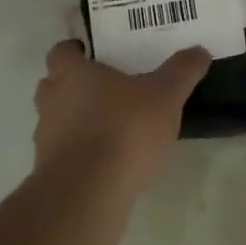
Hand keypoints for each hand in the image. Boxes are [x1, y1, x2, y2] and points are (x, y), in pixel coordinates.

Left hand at [32, 40, 209, 188]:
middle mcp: (52, 101)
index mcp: (72, 74)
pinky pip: (64, 152)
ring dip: (76, 120)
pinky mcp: (50, 171)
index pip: (61, 52)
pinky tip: (108, 159)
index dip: (75, 51)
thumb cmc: (124, 129)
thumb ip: (182, 71)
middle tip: (106, 87)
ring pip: (57, 120)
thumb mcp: (166, 96)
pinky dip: (80, 152)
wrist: (89, 194)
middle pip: (53, 84)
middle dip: (74, 85)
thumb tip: (199, 51)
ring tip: (111, 126)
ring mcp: (45, 138)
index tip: (94, 54)